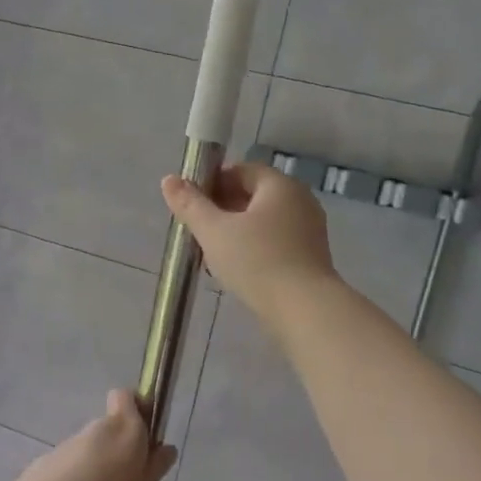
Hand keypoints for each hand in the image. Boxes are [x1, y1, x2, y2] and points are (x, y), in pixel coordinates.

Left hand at [13, 391, 176, 480]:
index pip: (128, 398)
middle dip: (117, 457)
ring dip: (93, 478)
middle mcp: (93, 431)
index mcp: (125, 432)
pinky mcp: (38, 471)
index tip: (145, 443)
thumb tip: (163, 450)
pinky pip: (65, 477)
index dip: (137, 413)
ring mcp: (63, 450)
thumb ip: (152, 475)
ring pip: (86, 456)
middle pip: (109, 432)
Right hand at [161, 162, 339, 328]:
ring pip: (264, 222)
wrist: (304, 309)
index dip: (212, 183)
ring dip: (236, 232)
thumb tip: (168, 180)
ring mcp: (309, 229)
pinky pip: (276, 242)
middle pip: (253, 196)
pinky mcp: (311, 257)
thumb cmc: (257, 262)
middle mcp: (299, 200)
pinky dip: (255, 249)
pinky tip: (237, 271)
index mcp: (279, 185)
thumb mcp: (215, 232)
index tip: (191, 205)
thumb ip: (191, 205)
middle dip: (222, 210)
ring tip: (212, 255)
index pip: (241, 171)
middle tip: (198, 232)